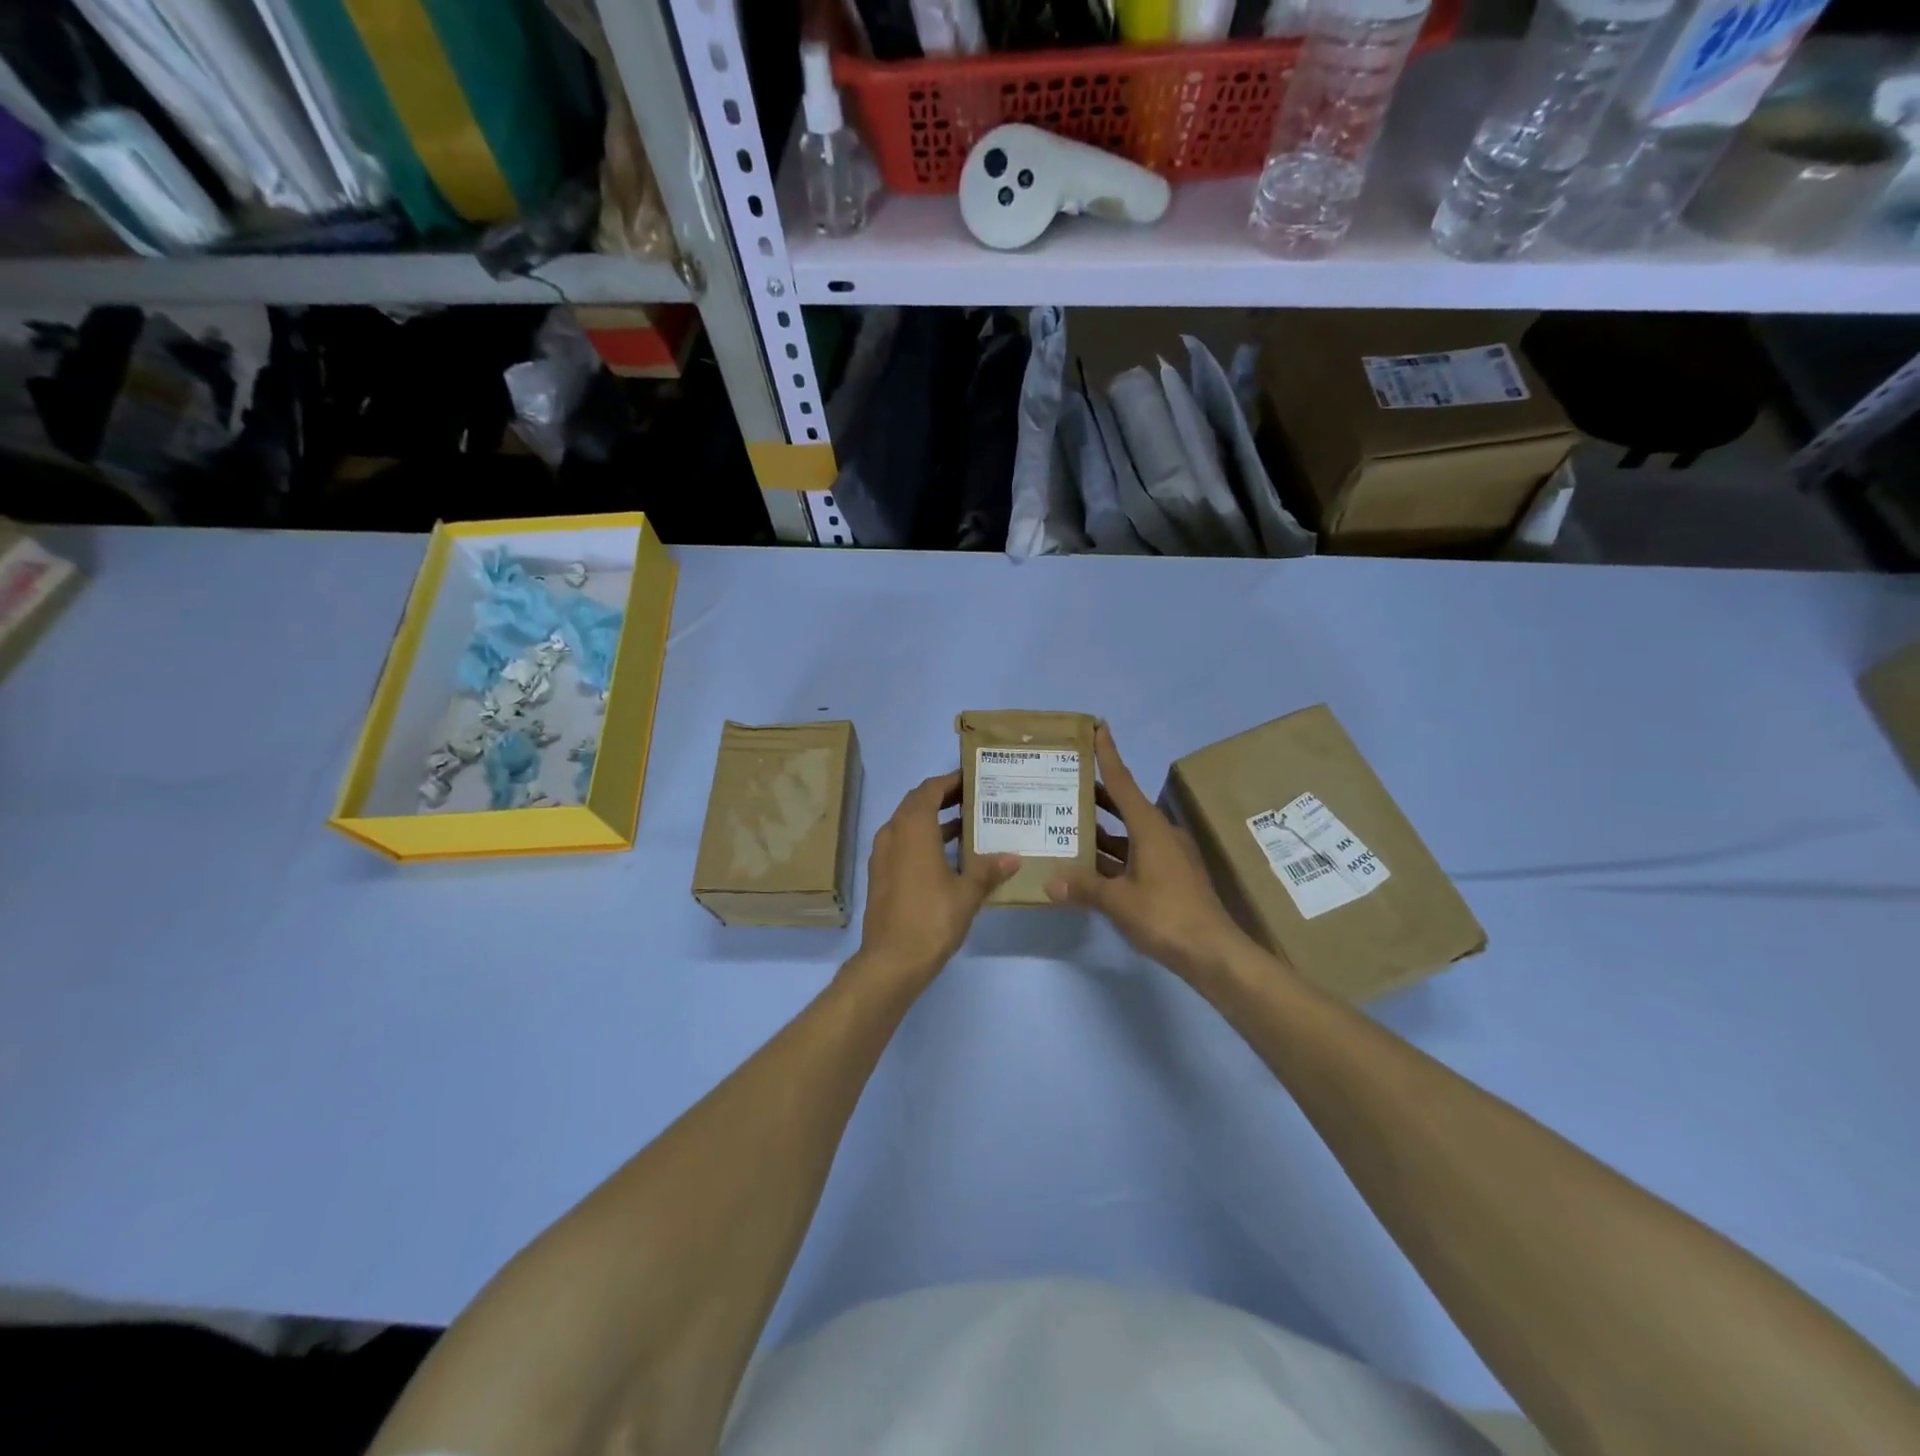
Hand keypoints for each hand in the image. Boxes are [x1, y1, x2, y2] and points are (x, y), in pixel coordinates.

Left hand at [850, 772, 1017, 991]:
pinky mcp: (881, 876)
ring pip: (909, 825)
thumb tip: (1013, 857)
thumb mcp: (967, 893)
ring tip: (969, 825)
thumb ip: (988, 870)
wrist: (891, 961)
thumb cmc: (931, 918)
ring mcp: (883, 855)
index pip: (930, 789)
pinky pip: (903, 844)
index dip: (951, 781)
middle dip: (944, 798)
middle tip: (975, 799)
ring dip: (934, 820)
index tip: (973, 778)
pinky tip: (949, 857)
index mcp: (912, 827)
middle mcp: (893, 834)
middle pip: (917, 803)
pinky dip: (924, 840)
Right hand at [1046, 724, 1258, 985]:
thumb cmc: (1166, 915)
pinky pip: (1135, 855)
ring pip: (1129, 833)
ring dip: (1103, 829)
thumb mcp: (1118, 901)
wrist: (1213, 952)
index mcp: (1150, 828)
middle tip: (1067, 780)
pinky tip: (1090, 865)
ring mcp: (1168, 857)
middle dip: (1098, 793)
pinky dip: (1113, 855)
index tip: (1097, 728)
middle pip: (1125, 805)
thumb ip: (1083, 888)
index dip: (1108, 755)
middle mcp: (1160, 834)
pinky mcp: (1170, 877)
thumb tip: (1050, 883)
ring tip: (1069, 822)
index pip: (1123, 782)